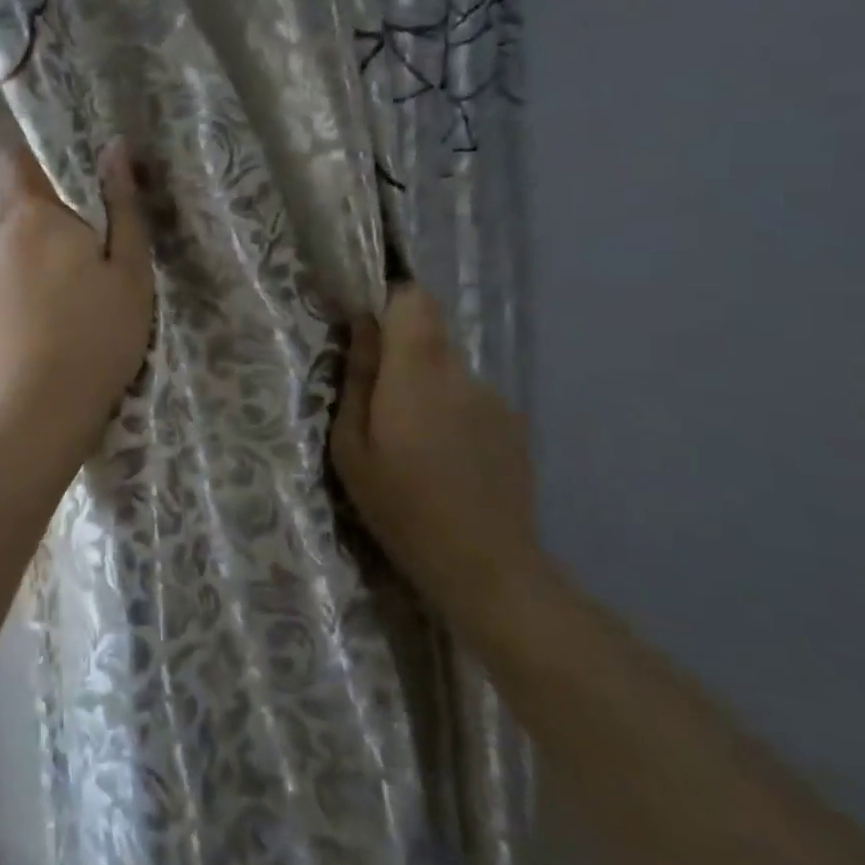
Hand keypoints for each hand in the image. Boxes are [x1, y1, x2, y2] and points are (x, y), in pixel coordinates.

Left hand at [0, 139, 152, 451]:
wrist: (38, 414)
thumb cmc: (96, 334)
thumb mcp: (129, 270)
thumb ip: (123, 207)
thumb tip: (115, 148)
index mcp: (33, 217)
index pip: (14, 162)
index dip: (31, 154)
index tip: (65, 167)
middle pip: (14, 209)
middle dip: (47, 215)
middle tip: (91, 243)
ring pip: (10, 252)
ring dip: (37, 257)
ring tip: (77, 293)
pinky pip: (4, 288)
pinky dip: (26, 293)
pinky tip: (53, 327)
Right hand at [331, 286, 540, 624]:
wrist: (485, 565)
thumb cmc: (400, 506)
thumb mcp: (351, 448)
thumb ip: (357, 378)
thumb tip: (361, 325)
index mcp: (417, 373)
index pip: (413, 299)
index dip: (388, 304)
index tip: (366, 334)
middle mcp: (461, 373)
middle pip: (429, 334)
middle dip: (400, 355)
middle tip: (379, 407)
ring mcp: (494, 398)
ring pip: (448, 369)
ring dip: (425, 389)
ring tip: (414, 446)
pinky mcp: (512, 423)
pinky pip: (469, 398)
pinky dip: (451, 414)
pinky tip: (447, 462)